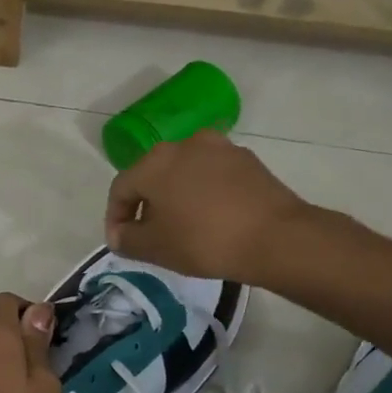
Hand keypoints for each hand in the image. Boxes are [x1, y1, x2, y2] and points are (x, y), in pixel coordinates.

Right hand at [104, 131, 310, 282]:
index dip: (115, 217)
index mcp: (154, 162)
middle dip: (146, 205)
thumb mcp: (155, 248)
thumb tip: (118, 234)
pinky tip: (212, 218)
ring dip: (176, 196)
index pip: (120, 188)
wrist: (276, 237)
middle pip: (153, 175)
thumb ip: (127, 239)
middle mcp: (183, 144)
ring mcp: (219, 148)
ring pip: (184, 173)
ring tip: (182, 226)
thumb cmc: (204, 241)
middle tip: (149, 235)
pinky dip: (204, 193)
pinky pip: (212, 175)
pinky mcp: (246, 159)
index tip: (120, 242)